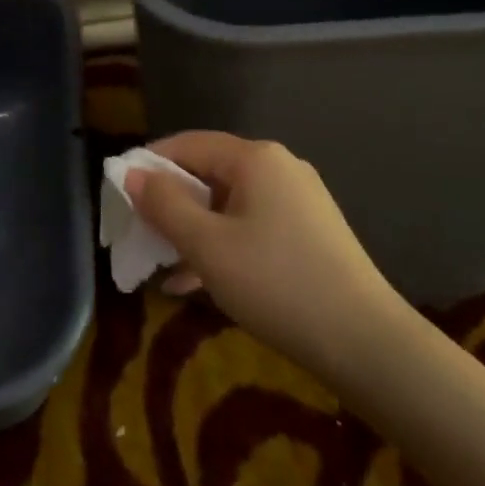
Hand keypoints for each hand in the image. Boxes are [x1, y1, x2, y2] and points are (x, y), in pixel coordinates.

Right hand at [125, 132, 402, 377]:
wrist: (365, 342)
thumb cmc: (276, 283)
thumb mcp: (208, 246)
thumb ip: (165, 205)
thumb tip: (132, 173)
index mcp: (255, 159)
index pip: (189, 144)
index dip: (150, 163)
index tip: (119, 191)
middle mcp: (279, 168)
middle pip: (209, 173)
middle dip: (171, 202)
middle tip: (138, 232)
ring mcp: (298, 200)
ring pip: (229, 204)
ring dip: (193, 229)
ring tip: (161, 263)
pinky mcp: (309, 233)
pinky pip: (251, 226)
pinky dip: (222, 245)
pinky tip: (197, 282)